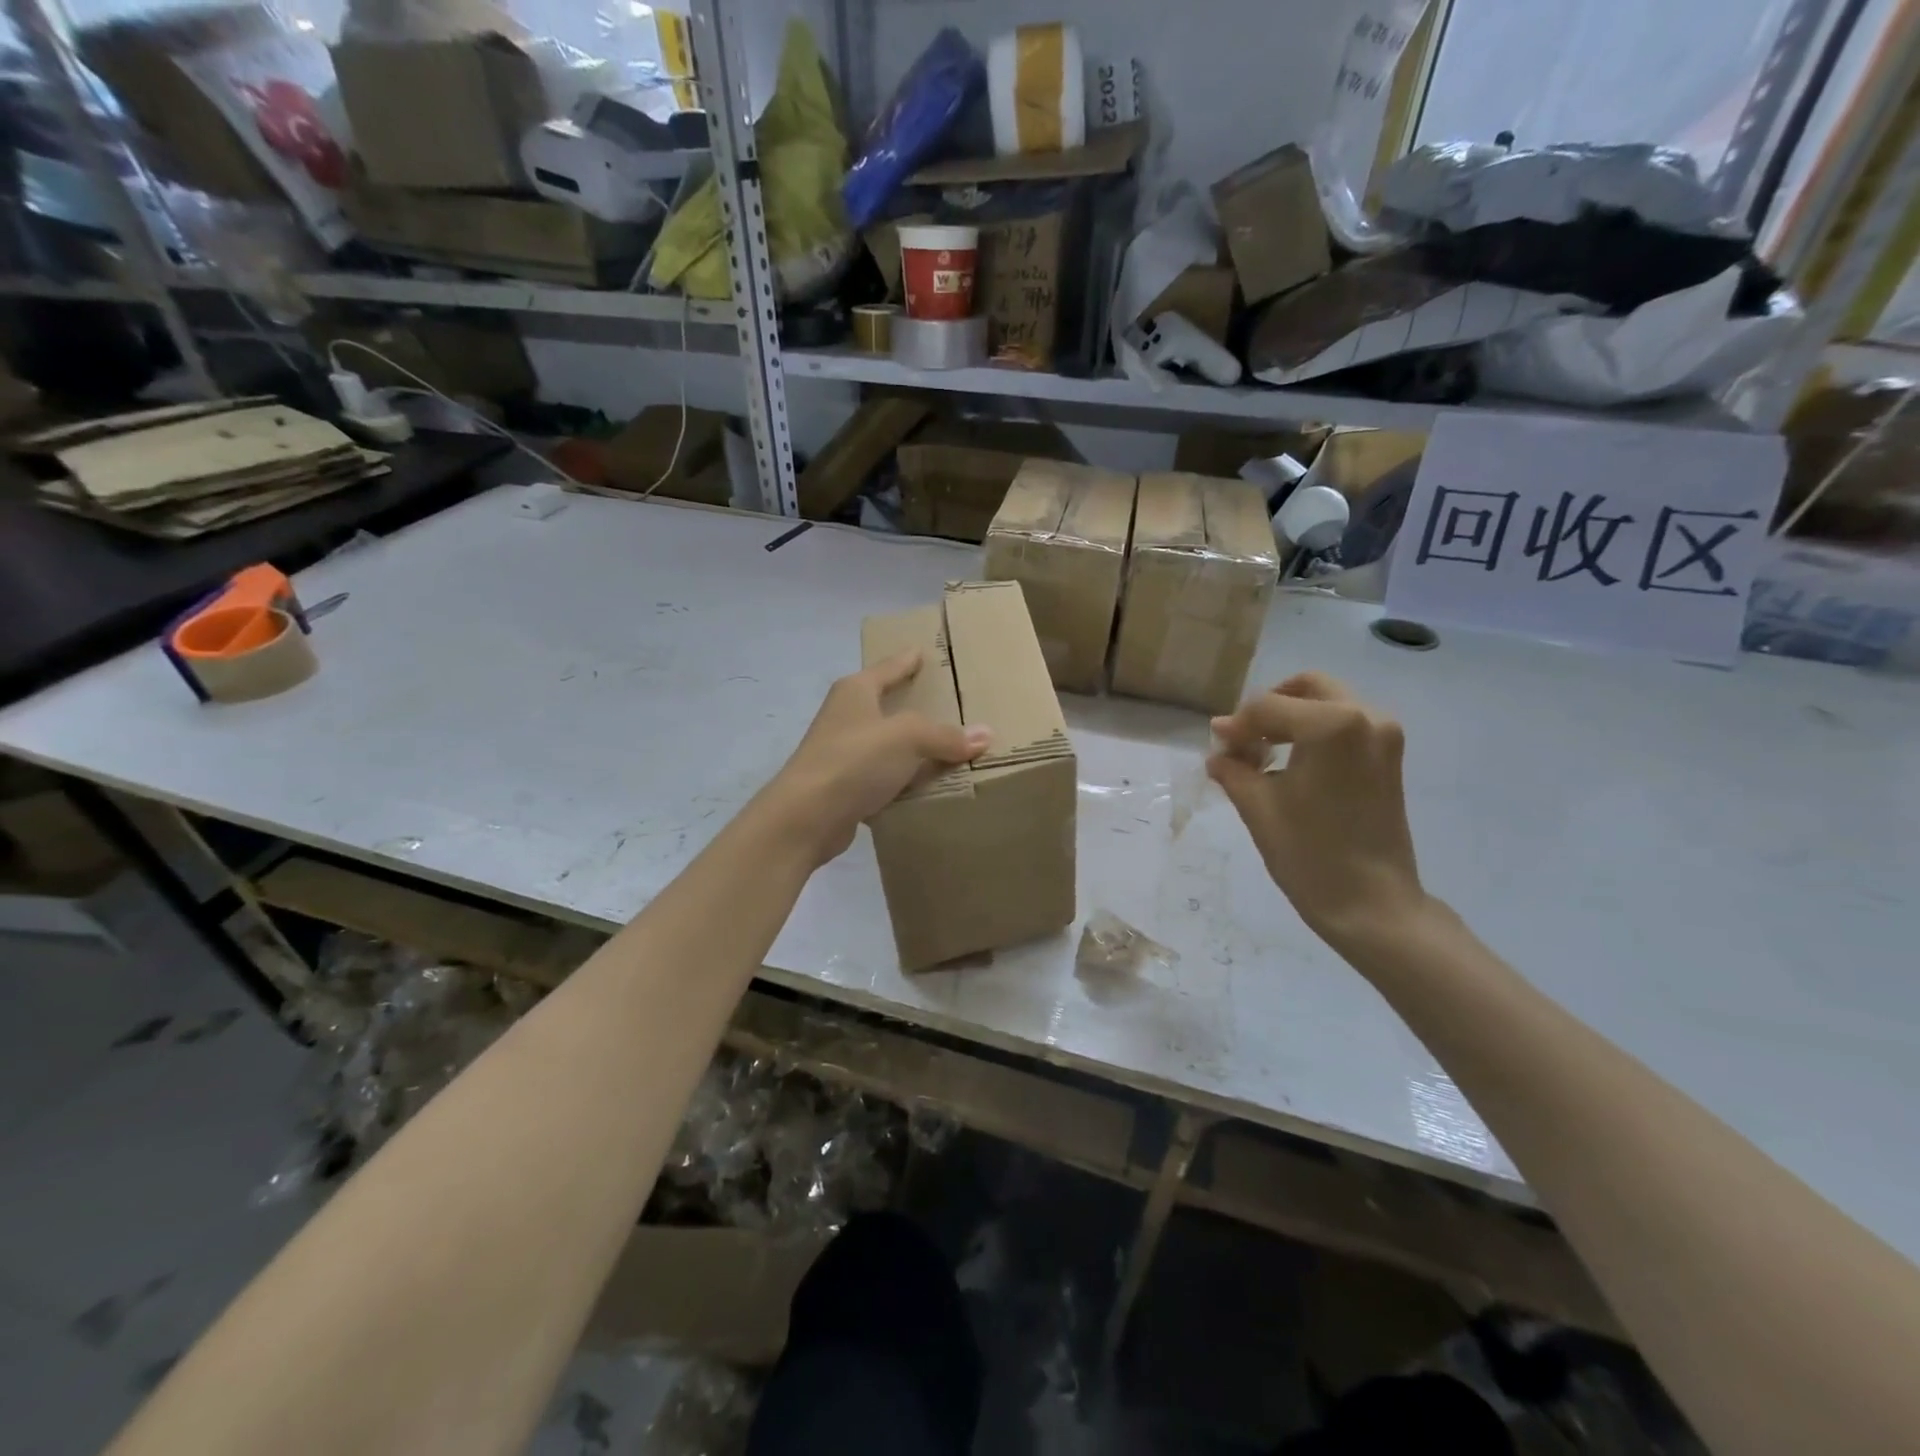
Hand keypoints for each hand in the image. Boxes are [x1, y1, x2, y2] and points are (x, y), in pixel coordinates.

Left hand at [761, 650, 989, 866]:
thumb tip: (985, 735)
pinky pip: (883, 776)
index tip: (923, 651)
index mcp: (855, 691)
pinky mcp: (844, 786)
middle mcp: (846, 716)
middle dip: (913, 704)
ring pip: (886, 743)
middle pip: (886, 704)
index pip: (888, 667)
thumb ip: (946, 735)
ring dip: (910, 747)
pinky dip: (902, 779)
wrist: (806, 817)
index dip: (908, 660)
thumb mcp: (908, 738)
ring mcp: (842, 752)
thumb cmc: (854, 760)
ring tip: (946, 746)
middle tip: (947, 701)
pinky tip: (925, 785)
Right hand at [1207, 672, 1425, 949]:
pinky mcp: (1390, 757)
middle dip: (1268, 709)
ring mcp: (1384, 736)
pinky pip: (1344, 725)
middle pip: (1305, 689)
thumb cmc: (1310, 855)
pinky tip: (1291, 766)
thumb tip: (1219, 749)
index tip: (1216, 749)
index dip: (1236, 726)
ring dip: (1291, 720)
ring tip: (1263, 757)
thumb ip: (1233, 768)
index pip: (1268, 707)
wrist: (1373, 906)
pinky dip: (1314, 734)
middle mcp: (1366, 717)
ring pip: (1327, 704)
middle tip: (1242, 742)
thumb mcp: (1258, 807)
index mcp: (1333, 725)